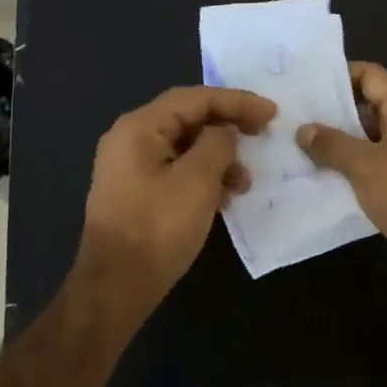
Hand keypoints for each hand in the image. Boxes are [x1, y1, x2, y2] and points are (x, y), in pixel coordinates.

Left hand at [79, 85, 277, 307]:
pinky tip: (223, 198)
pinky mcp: (135, 191)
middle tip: (263, 135)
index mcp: (140, 127)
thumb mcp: (197, 181)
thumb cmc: (157, 228)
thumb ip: (217, 144)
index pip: (195, 98)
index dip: (237, 101)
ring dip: (218, 158)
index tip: (271, 113)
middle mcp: (130, 138)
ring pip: (184, 147)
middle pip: (188, 119)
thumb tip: (224, 133)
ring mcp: (130, 166)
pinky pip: (175, 170)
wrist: (115, 287)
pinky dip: (202, 177)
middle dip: (228, 127)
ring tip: (245, 182)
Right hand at [297, 62, 386, 299]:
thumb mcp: (365, 165)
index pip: (370, 75)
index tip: (304, 84)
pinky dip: (348, 172)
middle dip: (330, 113)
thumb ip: (332, 144)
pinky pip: (371, 170)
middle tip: (291, 117)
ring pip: (366, 142)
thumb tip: (303, 130)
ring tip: (296, 148)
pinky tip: (318, 180)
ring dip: (337, 146)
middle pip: (365, 108)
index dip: (338, 74)